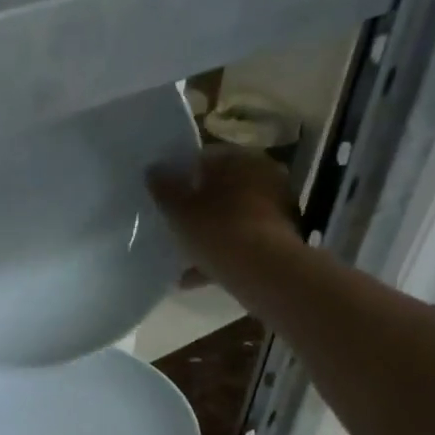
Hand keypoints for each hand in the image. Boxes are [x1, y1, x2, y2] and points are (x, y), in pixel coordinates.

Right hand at [148, 144, 301, 277]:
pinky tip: (197, 276)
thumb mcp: (178, 209)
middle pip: (221, 189)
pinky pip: (243, 240)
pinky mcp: (281, 235)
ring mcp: (276, 205)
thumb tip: (153, 170)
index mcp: (238, 158)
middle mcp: (262, 173)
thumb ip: (164, 188)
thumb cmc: (216, 229)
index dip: (181, 178)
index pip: (203, 159)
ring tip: (184, 258)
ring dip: (210, 234)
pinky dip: (222, 254)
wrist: (263, 269)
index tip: (166, 199)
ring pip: (232, 217)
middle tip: (176, 226)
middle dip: (198, 208)